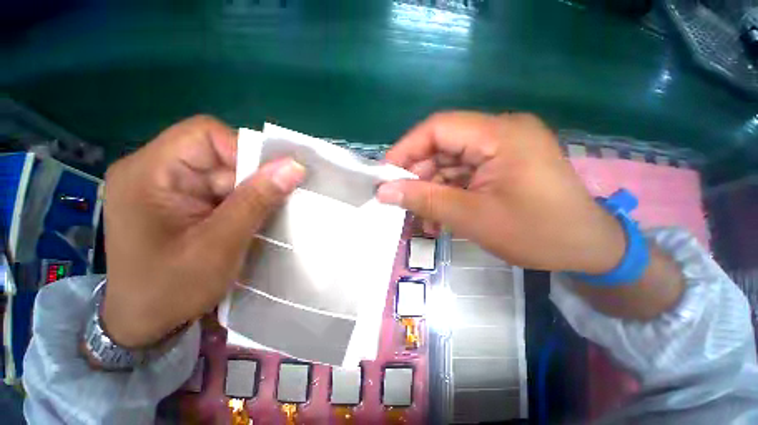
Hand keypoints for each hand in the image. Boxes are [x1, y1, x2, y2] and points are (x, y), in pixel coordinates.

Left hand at [103, 115, 304, 347]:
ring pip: (223, 173)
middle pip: (216, 153)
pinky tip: (244, 223)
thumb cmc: (172, 289)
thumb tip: (295, 167)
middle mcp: (153, 170)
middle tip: (263, 210)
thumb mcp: (220, 244)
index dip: (244, 151)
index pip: (205, 134)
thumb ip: (257, 200)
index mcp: (148, 173)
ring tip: (254, 221)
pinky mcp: (178, 200)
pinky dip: (240, 203)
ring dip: (247, 194)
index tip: (270, 181)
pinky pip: (220, 189)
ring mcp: (165, 186)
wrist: (145, 323)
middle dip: (248, 179)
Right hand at [377, 111, 624, 273]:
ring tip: (420, 220)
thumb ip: (426, 201)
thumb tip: (384, 192)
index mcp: (500, 135)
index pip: (438, 127)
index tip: (385, 175)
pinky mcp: (500, 167)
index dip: (406, 149)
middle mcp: (500, 134)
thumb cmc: (537, 233)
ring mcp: (501, 150)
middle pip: (442, 147)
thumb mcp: (473, 218)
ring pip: (449, 165)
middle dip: (418, 177)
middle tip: (401, 203)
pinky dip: (447, 195)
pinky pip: (463, 176)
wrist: (588, 250)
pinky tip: (439, 219)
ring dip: (431, 191)